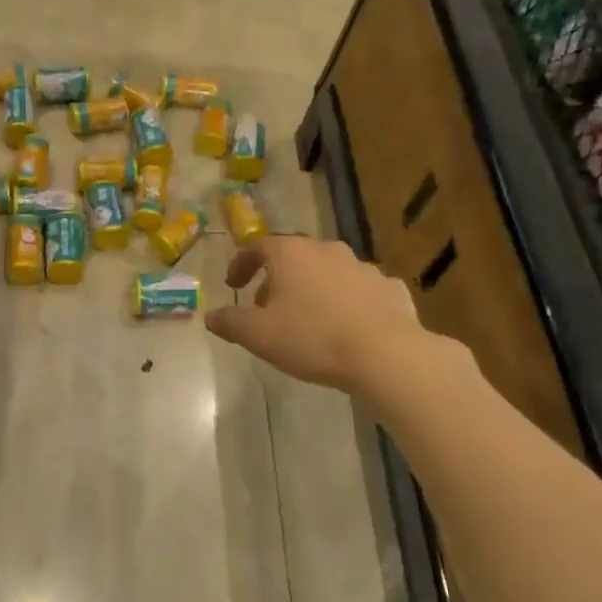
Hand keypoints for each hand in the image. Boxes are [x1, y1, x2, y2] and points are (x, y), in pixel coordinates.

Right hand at [205, 236, 465, 396]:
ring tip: (306, 319)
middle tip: (266, 306)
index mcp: (291, 254)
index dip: (241, 265)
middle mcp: (326, 250)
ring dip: (312, 289)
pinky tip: (346, 325)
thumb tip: (211, 316)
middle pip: (294, 257)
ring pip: (328, 272)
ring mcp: (363, 266)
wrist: (385, 355)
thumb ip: (230, 322)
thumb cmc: (312, 338)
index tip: (233, 285)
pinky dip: (347, 302)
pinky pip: (360, 290)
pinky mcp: (390, 288)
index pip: (257, 247)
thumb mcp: (258, 335)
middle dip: (276, 279)